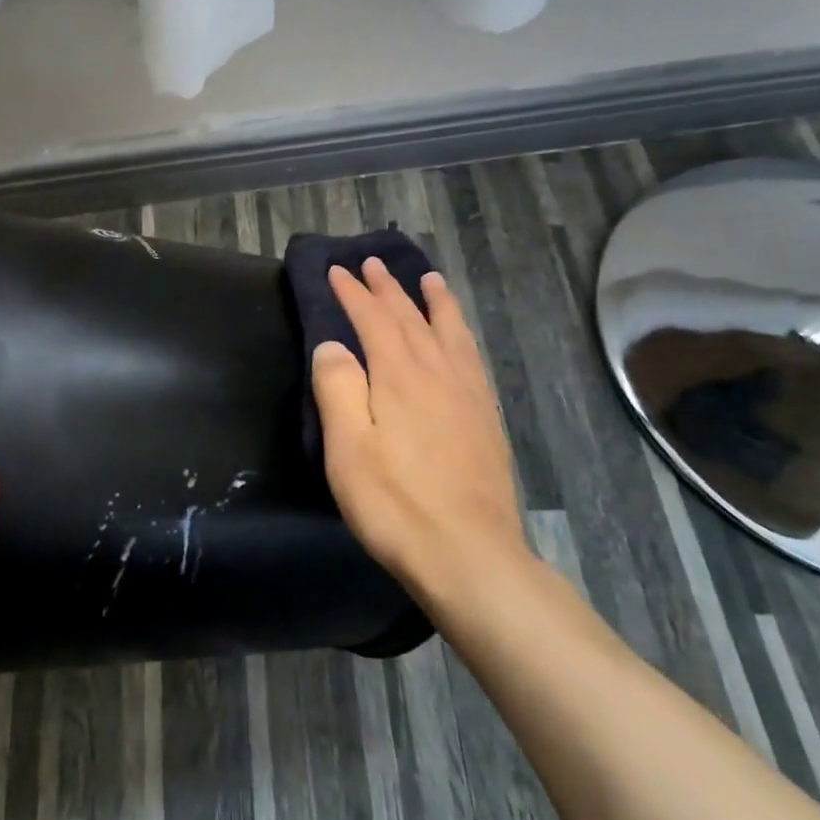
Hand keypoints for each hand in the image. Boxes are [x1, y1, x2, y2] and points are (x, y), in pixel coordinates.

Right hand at [311, 258, 526, 602]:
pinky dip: (461, 334)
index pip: (373, 320)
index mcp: (399, 377)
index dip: (353, 293)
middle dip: (388, 288)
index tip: (336, 270)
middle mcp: (438, 374)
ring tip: (428, 279)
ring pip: (449, 332)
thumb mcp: (348, 449)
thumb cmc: (396, 504)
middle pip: (411, 318)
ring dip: (434, 302)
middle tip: (372, 264)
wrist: (470, 556)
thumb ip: (338, 389)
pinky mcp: (486, 419)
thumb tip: (332, 345)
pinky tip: (460, 338)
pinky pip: (472, 357)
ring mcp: (468, 395)